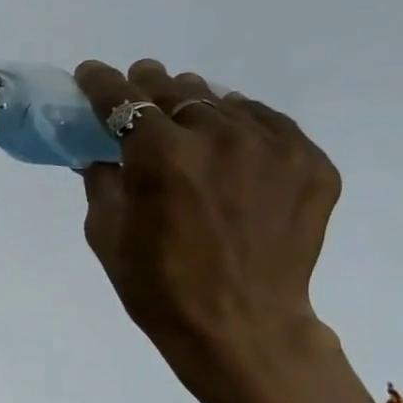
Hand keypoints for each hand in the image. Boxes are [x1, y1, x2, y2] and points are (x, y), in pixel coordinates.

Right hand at [74, 60, 376, 402]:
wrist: (243, 329)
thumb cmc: (159, 288)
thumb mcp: (107, 235)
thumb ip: (102, 181)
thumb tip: (103, 153)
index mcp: (162, 157)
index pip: (124, 101)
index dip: (102, 84)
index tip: (91, 73)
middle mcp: (220, 137)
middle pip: (177, 91)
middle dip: (150, 86)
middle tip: (139, 85)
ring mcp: (274, 147)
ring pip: (226, 103)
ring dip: (197, 105)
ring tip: (186, 113)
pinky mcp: (311, 163)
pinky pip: (269, 126)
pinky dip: (243, 127)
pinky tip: (230, 143)